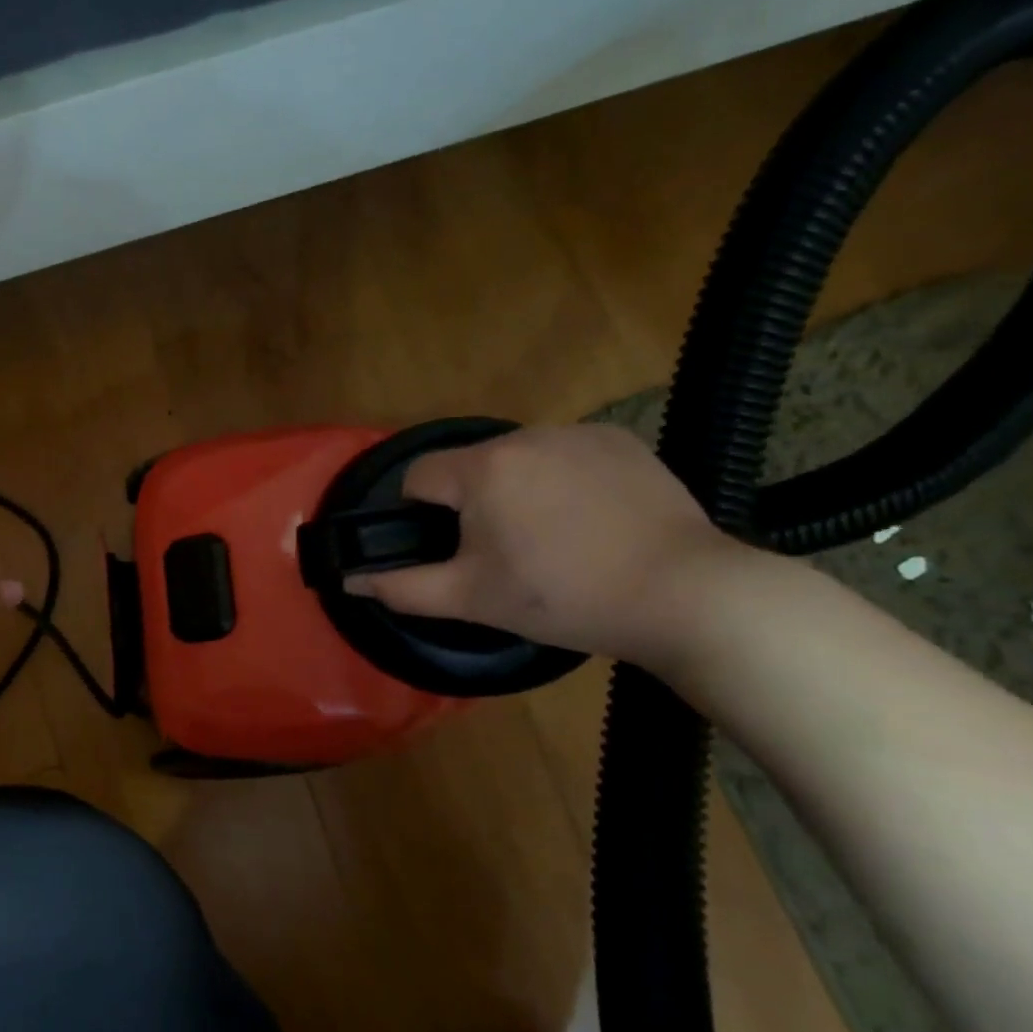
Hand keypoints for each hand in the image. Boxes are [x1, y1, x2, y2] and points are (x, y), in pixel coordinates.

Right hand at [341, 424, 750, 664]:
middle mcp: (524, 436)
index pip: (419, 477)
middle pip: (470, 467)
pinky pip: (566, 454)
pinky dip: (564, 479)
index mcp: (481, 470)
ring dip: (518, 489)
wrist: (683, 594)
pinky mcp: (620, 440)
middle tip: (508, 554)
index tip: (456, 550)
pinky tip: (593, 518)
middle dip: (475, 505)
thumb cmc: (563, 597)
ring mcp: (577, 432)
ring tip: (555, 538)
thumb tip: (350, 579)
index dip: (423, 515)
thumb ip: (403, 587)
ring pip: (518, 459)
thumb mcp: (472, 599)